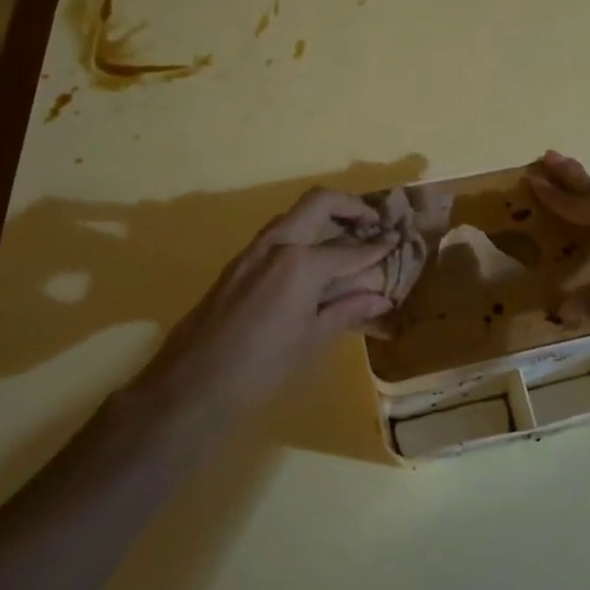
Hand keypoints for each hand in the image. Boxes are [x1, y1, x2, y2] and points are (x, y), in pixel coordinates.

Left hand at [140, 188, 400, 408]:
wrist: (190, 386)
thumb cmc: (261, 369)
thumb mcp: (312, 341)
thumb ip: (347, 310)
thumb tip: (382, 298)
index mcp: (301, 263)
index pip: (351, 248)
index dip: (378, 246)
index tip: (398, 239)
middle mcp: (277, 244)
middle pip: (319, 202)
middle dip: (350, 206)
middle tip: (373, 222)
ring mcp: (252, 251)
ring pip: (294, 215)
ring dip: (323, 217)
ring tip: (348, 238)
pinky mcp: (237, 264)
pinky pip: (277, 235)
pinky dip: (302, 235)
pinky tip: (314, 263)